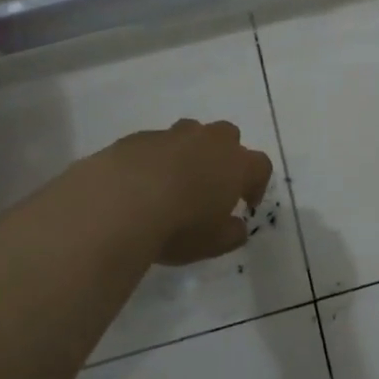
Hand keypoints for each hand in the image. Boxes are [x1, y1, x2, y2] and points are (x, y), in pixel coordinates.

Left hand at [108, 119, 274, 264]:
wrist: (117, 205)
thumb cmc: (179, 227)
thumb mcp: (214, 243)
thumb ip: (233, 233)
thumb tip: (236, 225)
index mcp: (236, 164)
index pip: (260, 166)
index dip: (257, 184)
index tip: (247, 204)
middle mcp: (208, 141)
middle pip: (227, 136)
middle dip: (224, 156)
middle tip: (212, 185)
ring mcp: (171, 135)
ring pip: (190, 134)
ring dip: (189, 153)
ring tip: (174, 182)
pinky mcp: (136, 138)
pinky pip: (155, 145)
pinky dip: (155, 160)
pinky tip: (141, 184)